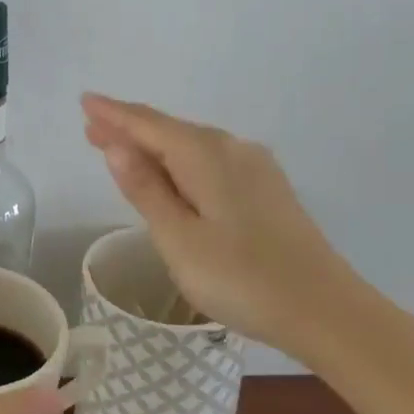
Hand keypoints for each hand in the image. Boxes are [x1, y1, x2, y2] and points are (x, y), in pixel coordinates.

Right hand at [82, 93, 348, 356]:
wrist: (327, 312)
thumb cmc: (242, 278)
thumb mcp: (179, 239)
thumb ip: (146, 190)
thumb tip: (116, 146)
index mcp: (204, 155)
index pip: (147, 125)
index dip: (113, 113)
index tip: (85, 100)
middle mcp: (231, 148)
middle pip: (169, 130)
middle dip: (129, 128)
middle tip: (92, 128)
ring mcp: (254, 167)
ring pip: (191, 145)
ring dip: (153, 145)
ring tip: (121, 149)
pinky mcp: (267, 188)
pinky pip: (210, 160)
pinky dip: (180, 160)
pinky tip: (172, 174)